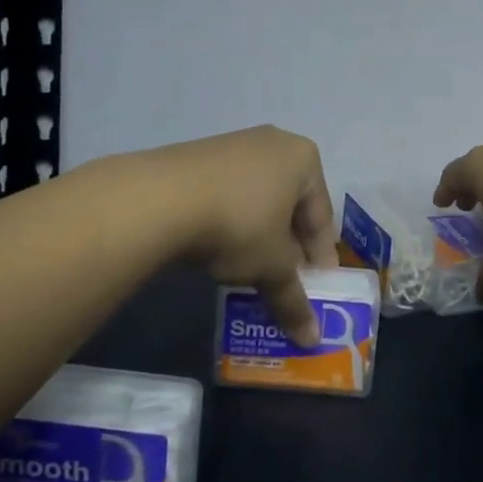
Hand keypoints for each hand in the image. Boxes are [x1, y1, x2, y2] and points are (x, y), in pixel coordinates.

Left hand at [148, 125, 337, 346]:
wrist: (160, 198)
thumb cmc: (238, 224)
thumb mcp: (271, 267)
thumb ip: (293, 300)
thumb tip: (311, 338)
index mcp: (304, 159)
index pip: (322, 216)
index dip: (321, 257)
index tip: (317, 288)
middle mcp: (274, 143)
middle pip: (291, 204)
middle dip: (290, 245)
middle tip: (285, 281)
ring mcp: (233, 145)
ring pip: (258, 199)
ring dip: (259, 235)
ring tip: (250, 270)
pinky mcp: (198, 155)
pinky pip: (228, 193)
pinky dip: (231, 221)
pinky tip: (218, 248)